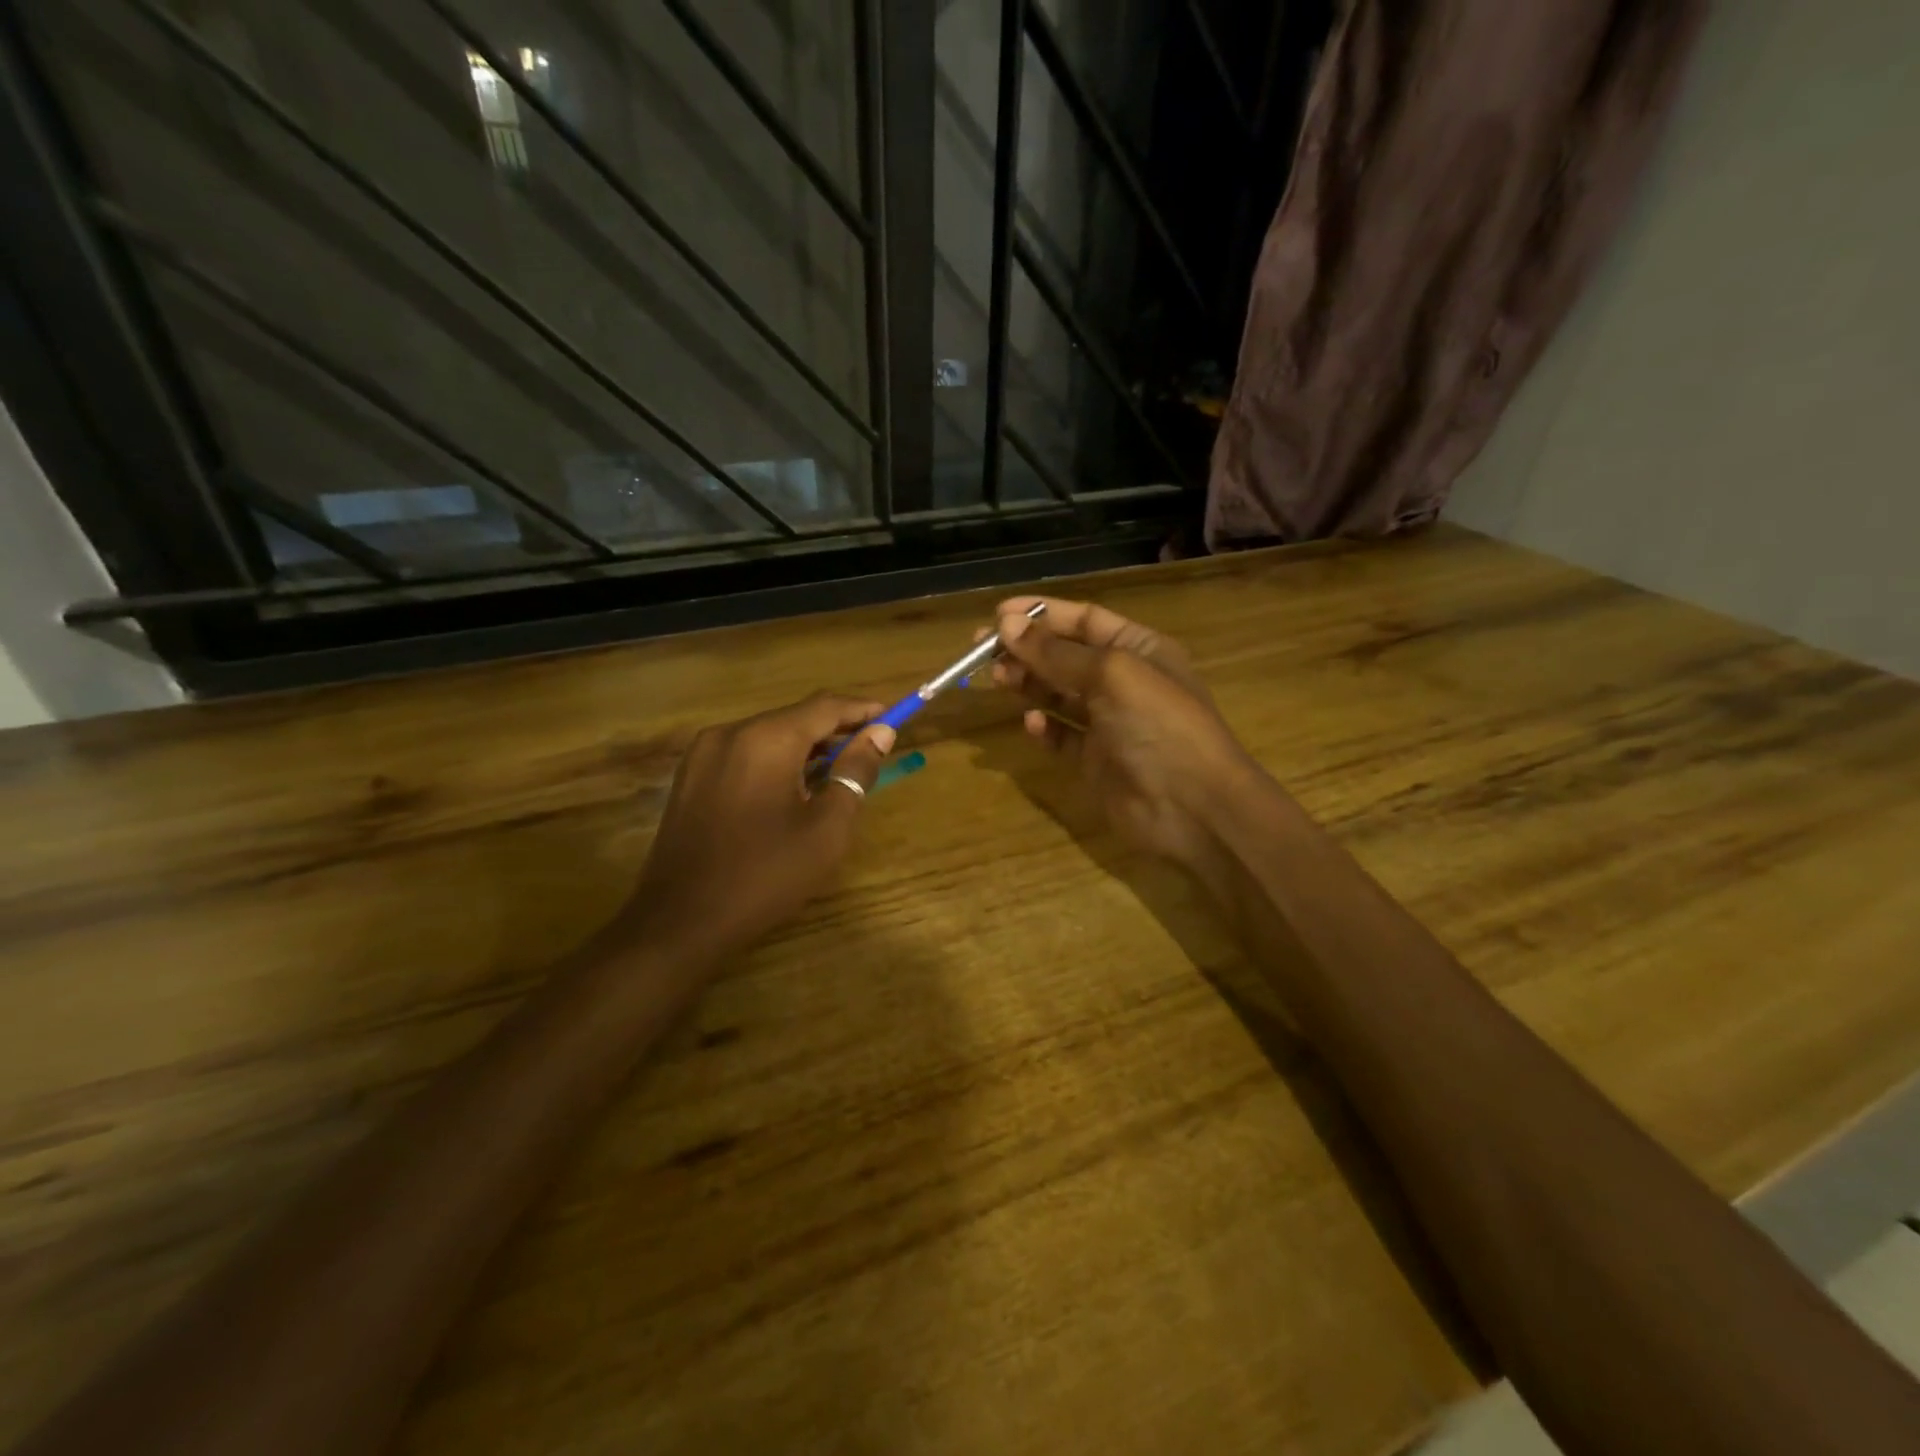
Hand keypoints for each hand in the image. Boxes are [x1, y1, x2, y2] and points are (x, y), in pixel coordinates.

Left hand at [628, 693, 895, 959]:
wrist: (681, 921)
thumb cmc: (766, 874)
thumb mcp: (827, 827)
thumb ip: (855, 772)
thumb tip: (880, 734)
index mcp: (766, 738)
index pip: (825, 706)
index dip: (863, 710)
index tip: (893, 719)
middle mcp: (731, 733)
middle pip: (795, 717)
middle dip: (836, 730)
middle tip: (870, 751)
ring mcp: (703, 754)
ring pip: (768, 735)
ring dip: (806, 747)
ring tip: (837, 772)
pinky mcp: (690, 778)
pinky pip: (744, 754)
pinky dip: (776, 761)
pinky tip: (792, 789)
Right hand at [991, 597, 1261, 866]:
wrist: (1193, 808)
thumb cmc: (1158, 725)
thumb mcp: (1110, 675)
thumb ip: (1056, 652)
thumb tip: (1006, 624)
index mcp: (1139, 649)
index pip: (1084, 619)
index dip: (1042, 614)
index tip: (997, 615)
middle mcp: (1124, 682)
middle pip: (1066, 656)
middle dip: (1027, 650)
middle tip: (983, 652)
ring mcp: (1109, 723)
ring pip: (1059, 695)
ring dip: (1029, 684)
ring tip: (999, 681)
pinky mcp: (1096, 761)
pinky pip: (1062, 737)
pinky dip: (1044, 729)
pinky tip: (1032, 724)